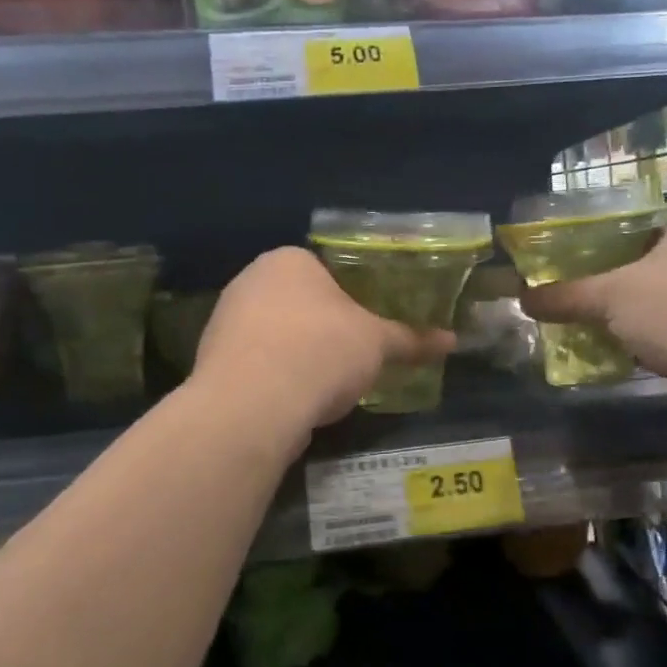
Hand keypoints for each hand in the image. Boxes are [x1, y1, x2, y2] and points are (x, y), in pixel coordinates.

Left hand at [194, 248, 456, 433]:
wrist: (252, 406)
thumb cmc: (321, 351)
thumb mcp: (377, 344)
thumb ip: (411, 339)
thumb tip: (452, 340)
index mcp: (288, 260)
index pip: (328, 271)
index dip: (354, 299)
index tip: (370, 326)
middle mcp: (250, 280)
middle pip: (301, 302)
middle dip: (327, 329)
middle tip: (355, 356)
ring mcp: (226, 321)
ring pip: (278, 335)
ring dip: (302, 355)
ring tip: (329, 385)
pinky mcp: (213, 362)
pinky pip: (258, 364)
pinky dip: (279, 378)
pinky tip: (298, 401)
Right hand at [519, 217, 666, 388]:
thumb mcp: (609, 297)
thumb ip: (565, 295)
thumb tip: (521, 299)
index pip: (635, 229)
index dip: (600, 248)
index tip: (574, 270)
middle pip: (649, 266)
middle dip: (616, 286)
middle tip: (581, 302)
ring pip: (666, 298)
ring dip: (637, 315)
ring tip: (600, 328)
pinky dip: (659, 336)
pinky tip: (634, 352)